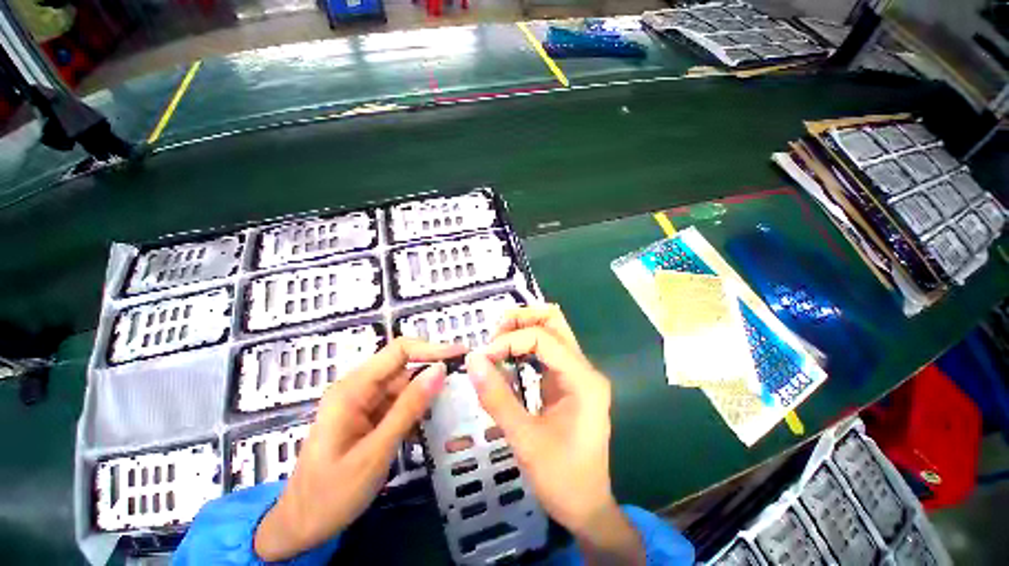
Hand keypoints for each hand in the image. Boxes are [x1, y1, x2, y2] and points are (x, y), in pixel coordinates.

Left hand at [254, 338, 466, 560]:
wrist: (306, 519)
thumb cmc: (336, 490)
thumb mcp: (377, 451)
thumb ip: (408, 410)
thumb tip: (439, 371)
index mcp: (350, 391)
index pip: (396, 352)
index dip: (431, 349)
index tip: (466, 356)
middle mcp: (351, 393)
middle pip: (397, 372)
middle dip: (430, 379)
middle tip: (469, 394)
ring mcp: (354, 411)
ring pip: (395, 395)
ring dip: (422, 402)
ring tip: (455, 414)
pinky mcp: (358, 428)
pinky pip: (388, 414)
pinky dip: (408, 420)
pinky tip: (428, 432)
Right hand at [465, 306, 644, 565]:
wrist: (584, 505)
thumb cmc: (560, 476)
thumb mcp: (524, 439)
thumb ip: (497, 397)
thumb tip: (471, 359)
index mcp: (584, 381)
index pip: (544, 338)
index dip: (508, 341)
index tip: (479, 360)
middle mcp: (586, 374)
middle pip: (555, 325)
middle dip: (520, 322)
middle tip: (488, 339)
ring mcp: (579, 383)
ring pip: (552, 340)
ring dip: (522, 336)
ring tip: (491, 351)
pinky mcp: (570, 394)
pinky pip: (547, 362)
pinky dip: (525, 356)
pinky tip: (504, 367)